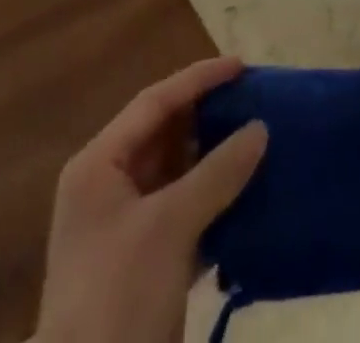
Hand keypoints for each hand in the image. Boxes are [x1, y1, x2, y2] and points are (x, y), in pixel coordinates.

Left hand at [35, 56, 267, 342]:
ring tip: (259, 139)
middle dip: (208, 117)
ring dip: (215, 160)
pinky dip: (214, 202)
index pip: (155, 102)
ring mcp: (126, 227)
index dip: (198, 79)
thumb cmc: (118, 294)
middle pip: (165, 135)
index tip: (241, 65)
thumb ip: (217, 173)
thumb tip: (260, 128)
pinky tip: (250, 196)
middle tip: (253, 99)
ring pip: (177, 175)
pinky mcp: (145, 263)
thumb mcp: (170, 226)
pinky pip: (185, 213)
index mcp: (99, 165)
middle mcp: (109, 186)